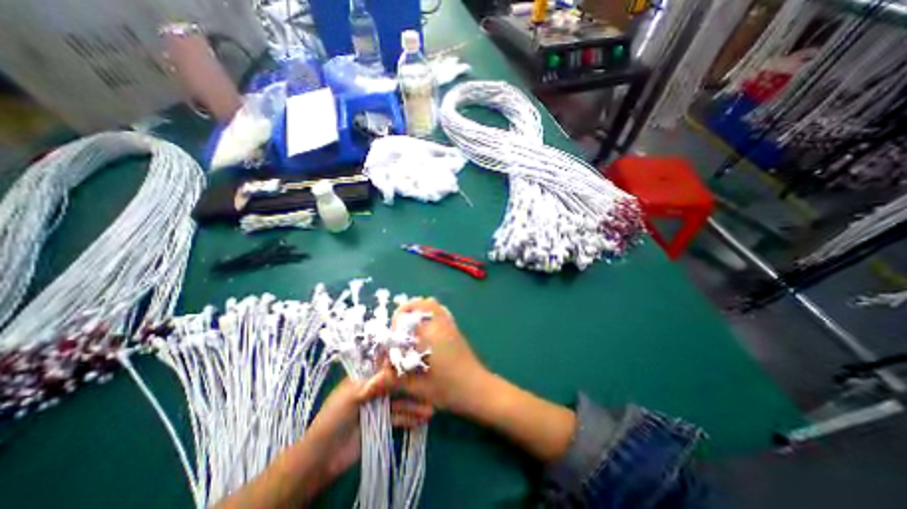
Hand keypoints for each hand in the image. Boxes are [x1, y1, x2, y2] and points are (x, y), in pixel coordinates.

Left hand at [301, 365, 433, 492]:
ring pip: (400, 401)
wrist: (323, 458)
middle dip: (413, 386)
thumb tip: (394, 366)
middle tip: (431, 386)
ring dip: (415, 405)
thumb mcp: (350, 396)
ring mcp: (379, 406)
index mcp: (364, 377)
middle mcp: (374, 388)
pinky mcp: (382, 422)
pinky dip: (410, 418)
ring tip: (431, 409)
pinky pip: (399, 417)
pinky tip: (423, 419)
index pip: (385, 365)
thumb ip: (373, 382)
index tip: (419, 359)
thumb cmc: (334, 418)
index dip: (401, 362)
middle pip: (397, 383)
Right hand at [395, 298, 576, 464]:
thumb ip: (393, 382)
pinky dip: (430, 314)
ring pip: (433, 305)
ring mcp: (450, 325)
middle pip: (422, 303)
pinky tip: (425, 333)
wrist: (479, 389)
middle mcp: (440, 324)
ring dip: (419, 311)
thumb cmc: (450, 389)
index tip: (392, 338)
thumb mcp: (419, 388)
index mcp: (430, 334)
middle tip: (399, 329)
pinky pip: (441, 312)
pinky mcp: (455, 329)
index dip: (396, 323)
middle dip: (407, 311)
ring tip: (410, 329)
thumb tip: (366, 387)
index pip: (408, 316)